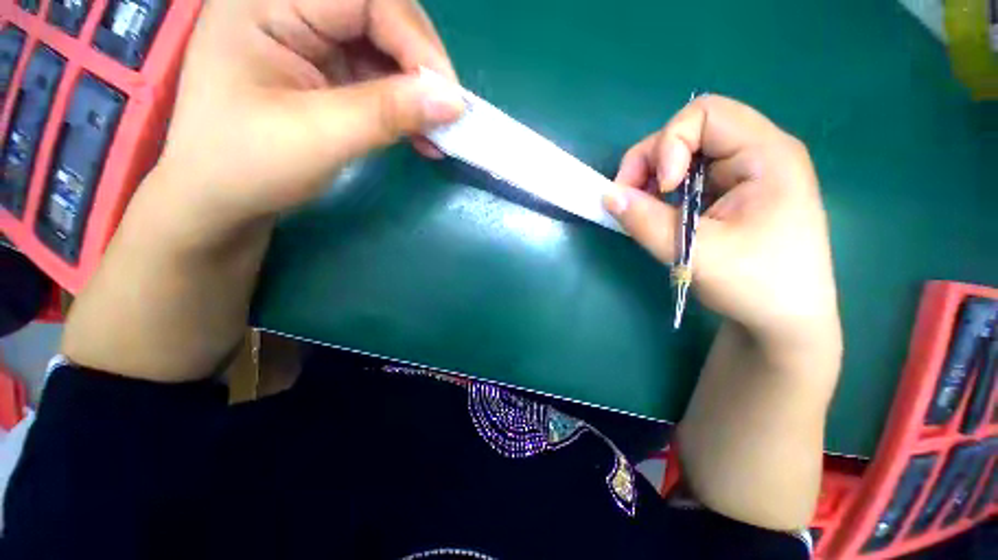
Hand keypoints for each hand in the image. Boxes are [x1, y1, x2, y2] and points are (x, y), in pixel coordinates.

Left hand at [152, 0, 464, 242]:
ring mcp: (307, 35)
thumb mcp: (319, 138)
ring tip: (437, 132)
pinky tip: (420, 132)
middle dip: (421, 65)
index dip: (415, 41)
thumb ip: (386, 113)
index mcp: (266, 1)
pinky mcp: (323, 66)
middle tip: (448, 113)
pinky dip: (405, 103)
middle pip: (379, 13)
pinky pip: (377, 73)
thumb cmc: (247, 167)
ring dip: (418, 90)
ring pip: (384, 46)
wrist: (219, 199)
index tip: (449, 97)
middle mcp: (288, 4)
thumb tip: (453, 102)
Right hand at [604, 95, 840, 358]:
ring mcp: (746, 173)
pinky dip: (664, 191)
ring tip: (643, 208)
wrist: (784, 321)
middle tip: (630, 197)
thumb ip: (645, 220)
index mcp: (768, 155)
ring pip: (686, 153)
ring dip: (654, 176)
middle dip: (652, 160)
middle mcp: (759, 153)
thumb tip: (607, 195)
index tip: (661, 188)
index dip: (669, 144)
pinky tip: (660, 213)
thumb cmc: (754, 286)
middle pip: (692, 130)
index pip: (705, 113)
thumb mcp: (694, 253)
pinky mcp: (733, 192)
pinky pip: (690, 175)